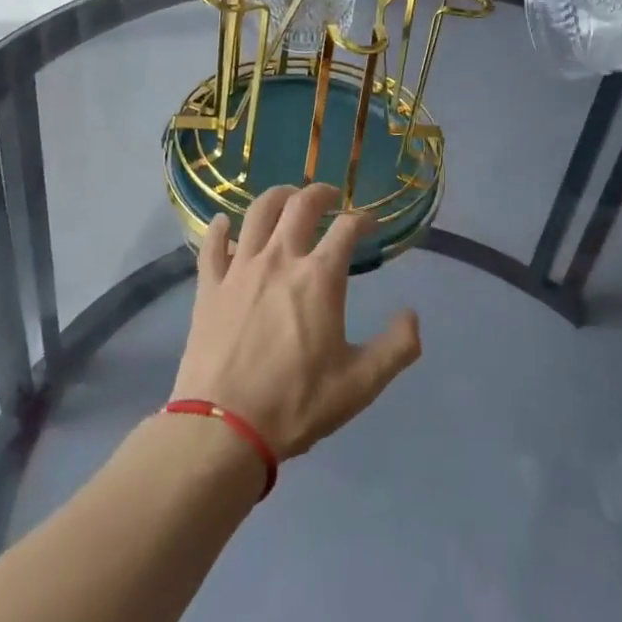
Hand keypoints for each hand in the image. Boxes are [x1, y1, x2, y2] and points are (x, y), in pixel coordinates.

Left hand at [171, 184, 421, 459]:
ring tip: (286, 198)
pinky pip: (212, 245)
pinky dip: (219, 228)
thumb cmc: (297, 403)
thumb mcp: (361, 383)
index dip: (363, 220)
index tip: (370, 225)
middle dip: (320, 193)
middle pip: (300, 205)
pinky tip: (223, 222)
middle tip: (329, 196)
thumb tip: (412, 315)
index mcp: (320, 278)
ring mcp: (240, 269)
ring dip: (276, 197)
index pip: (347, 228)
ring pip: (257, 213)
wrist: (224, 428)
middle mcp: (280, 259)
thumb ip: (397, 347)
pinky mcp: (209, 286)